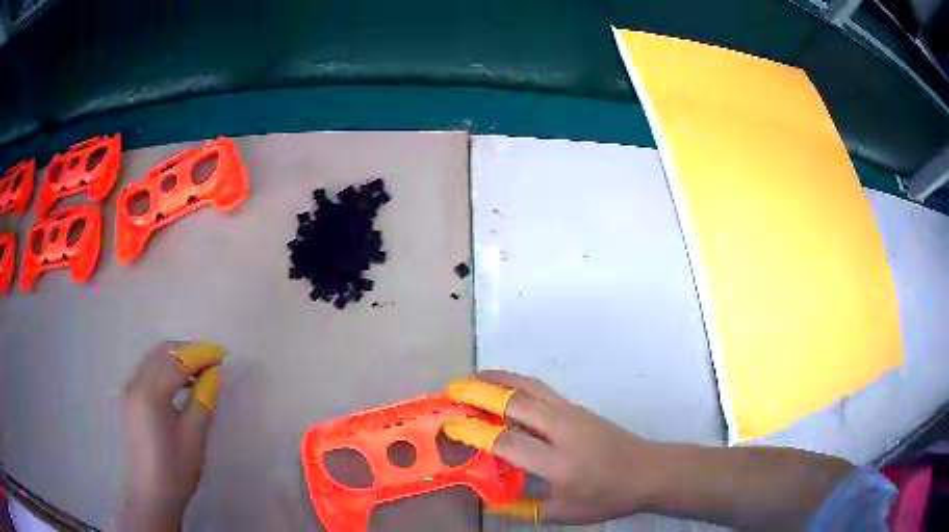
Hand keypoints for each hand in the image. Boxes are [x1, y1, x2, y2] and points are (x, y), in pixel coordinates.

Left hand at [122, 342, 223, 531]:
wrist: (151, 494)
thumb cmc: (175, 470)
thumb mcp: (194, 437)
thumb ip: (203, 400)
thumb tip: (214, 374)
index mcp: (151, 394)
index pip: (176, 360)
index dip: (200, 355)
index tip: (221, 356)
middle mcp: (136, 384)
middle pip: (161, 352)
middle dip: (187, 351)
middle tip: (211, 361)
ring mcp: (130, 391)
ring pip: (153, 359)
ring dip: (175, 358)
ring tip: (199, 372)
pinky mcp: (130, 400)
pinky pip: (147, 371)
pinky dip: (165, 368)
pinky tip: (179, 384)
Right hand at [442, 370, 660, 524]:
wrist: (647, 470)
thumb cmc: (605, 496)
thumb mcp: (562, 513)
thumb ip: (521, 507)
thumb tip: (487, 499)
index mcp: (558, 463)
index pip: (508, 442)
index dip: (475, 432)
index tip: (449, 425)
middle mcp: (563, 430)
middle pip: (515, 403)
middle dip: (478, 393)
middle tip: (450, 390)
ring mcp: (572, 413)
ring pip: (529, 387)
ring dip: (497, 379)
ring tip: (470, 377)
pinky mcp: (577, 406)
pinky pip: (540, 388)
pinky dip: (516, 381)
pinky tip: (503, 385)